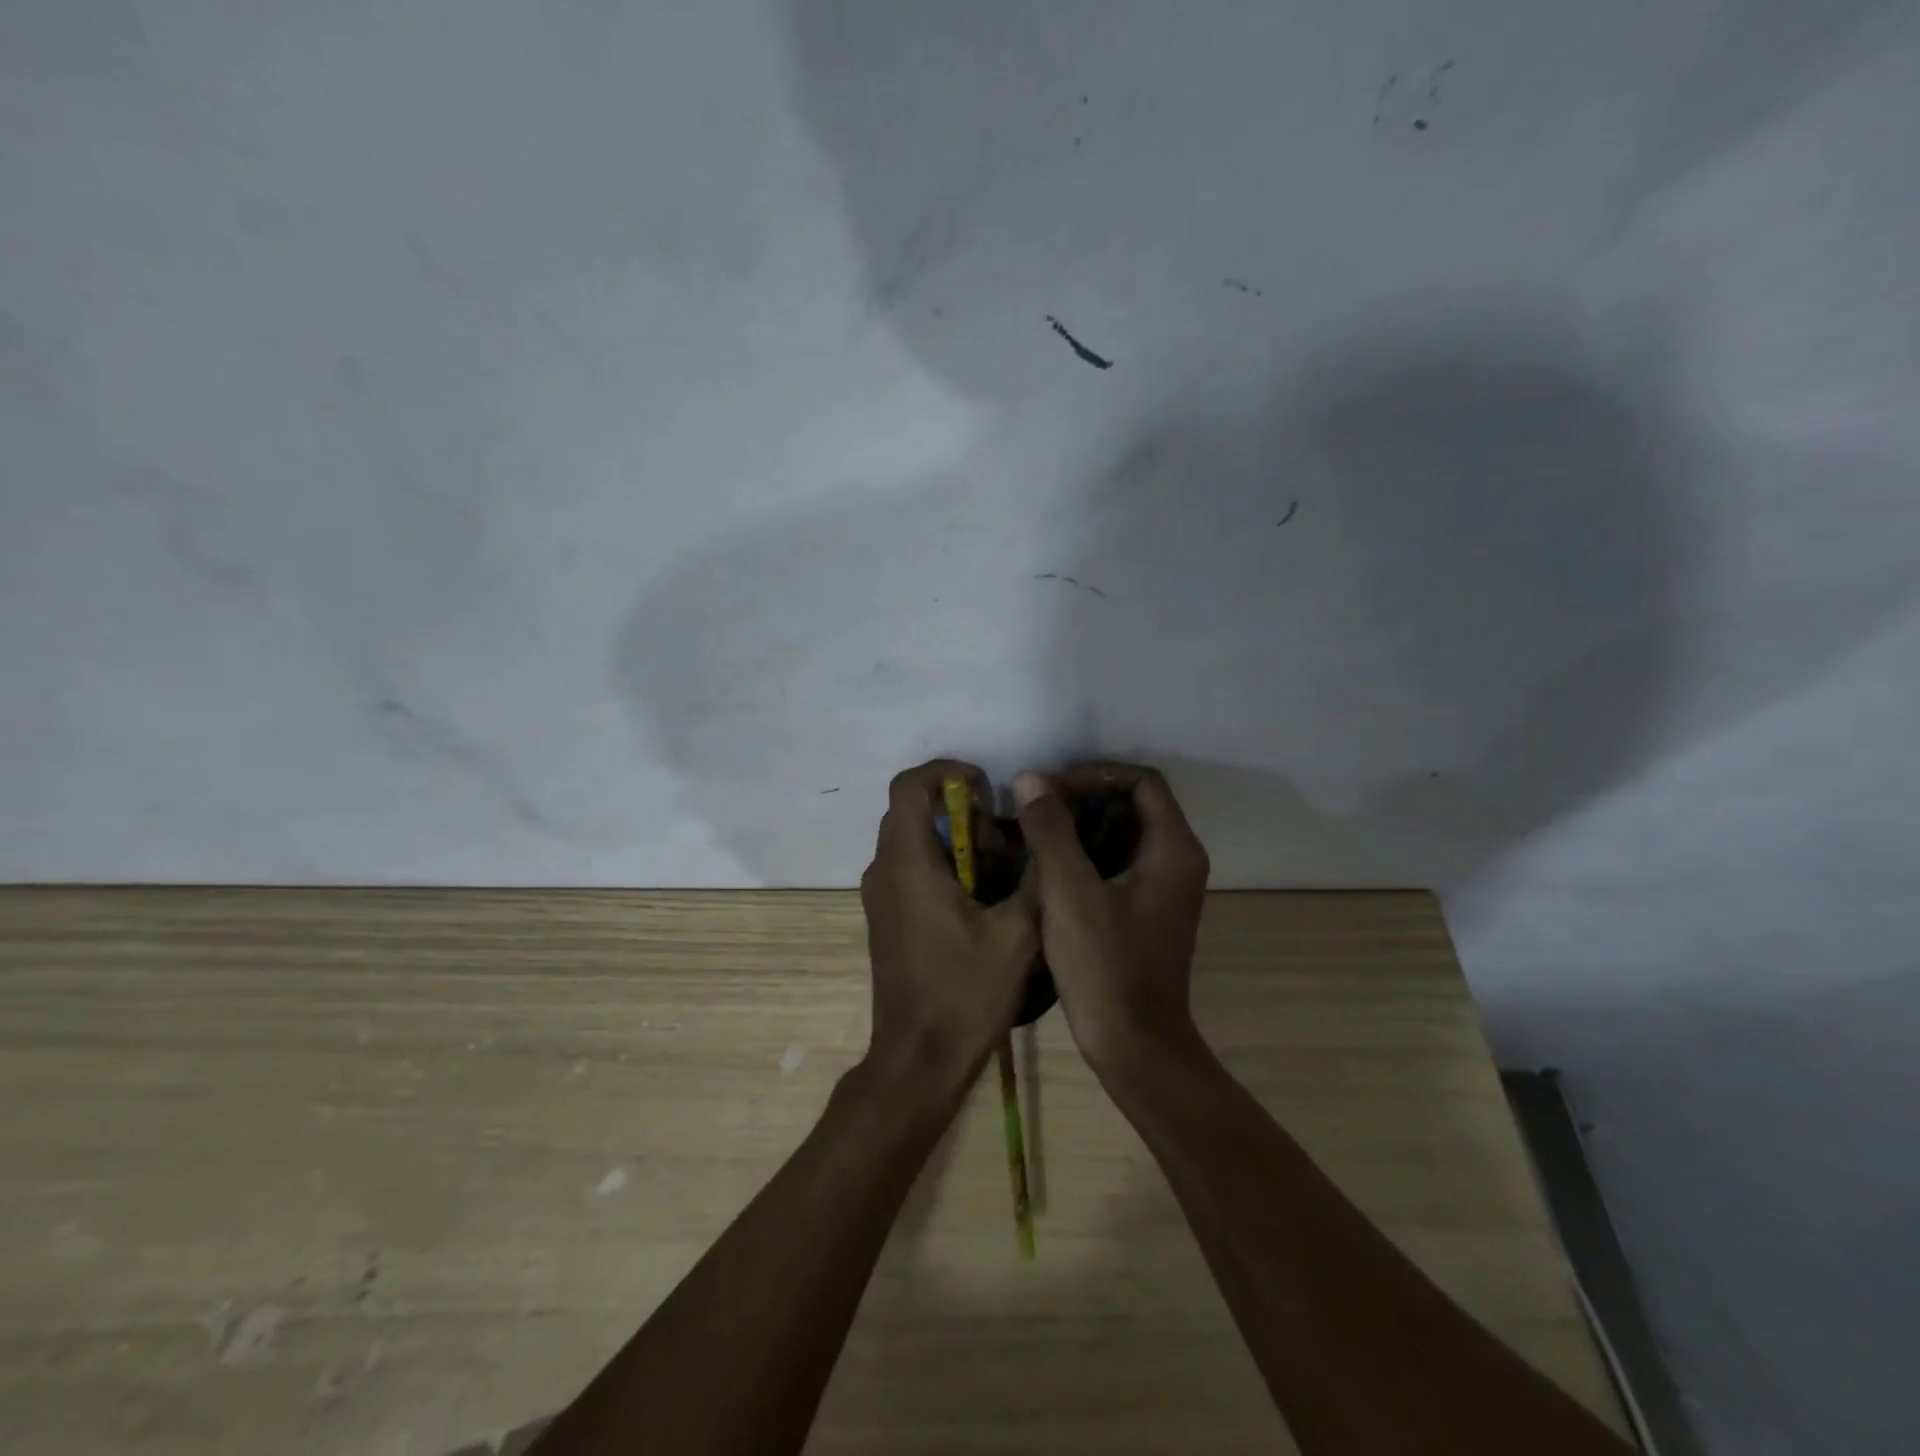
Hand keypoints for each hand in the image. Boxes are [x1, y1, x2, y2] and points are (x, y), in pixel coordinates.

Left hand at [859, 760, 1038, 1098]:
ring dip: (954, 840)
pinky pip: (911, 867)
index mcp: (907, 863)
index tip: (987, 789)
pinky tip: (982, 899)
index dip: (948, 772)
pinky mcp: (886, 916)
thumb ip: (1036, 874)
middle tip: (1003, 839)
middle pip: (912, 810)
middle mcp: (883, 869)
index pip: (910, 785)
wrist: (918, 1060)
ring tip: (1000, 871)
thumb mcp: (1017, 933)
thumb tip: (1046, 829)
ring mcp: (880, 895)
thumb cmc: (965, 994)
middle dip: (960, 811)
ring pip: (913, 839)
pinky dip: (944, 864)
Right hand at [1013, 763, 1210, 1078]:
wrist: (1133, 1046)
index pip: (1141, 782)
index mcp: (1172, 849)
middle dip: (1082, 797)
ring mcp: (1164, 887)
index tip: (1050, 789)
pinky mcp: (1146, 909)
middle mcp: (1177, 860)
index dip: (1094, 774)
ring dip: (1080, 826)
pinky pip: (1117, 862)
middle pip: (1133, 803)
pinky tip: (1045, 865)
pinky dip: (1084, 853)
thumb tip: (1030, 778)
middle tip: (1035, 809)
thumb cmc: (1104, 966)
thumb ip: (1050, 829)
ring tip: (1033, 832)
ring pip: (1122, 833)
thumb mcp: (1069, 892)